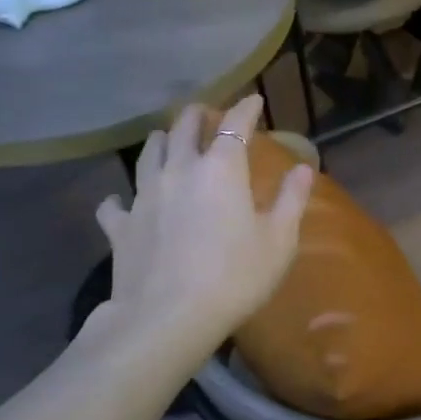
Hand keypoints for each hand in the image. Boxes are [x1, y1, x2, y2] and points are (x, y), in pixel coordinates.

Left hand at [92, 96, 313, 356]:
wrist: (168, 318)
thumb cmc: (235, 278)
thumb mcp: (278, 241)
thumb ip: (291, 199)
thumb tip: (304, 168)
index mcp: (221, 169)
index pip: (234, 125)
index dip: (246, 109)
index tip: (254, 101)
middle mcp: (179, 170)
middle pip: (183, 127)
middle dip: (198, 114)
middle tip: (206, 114)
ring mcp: (144, 196)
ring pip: (148, 152)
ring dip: (162, 141)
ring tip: (167, 141)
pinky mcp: (120, 225)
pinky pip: (117, 202)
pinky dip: (122, 198)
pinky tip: (124, 202)